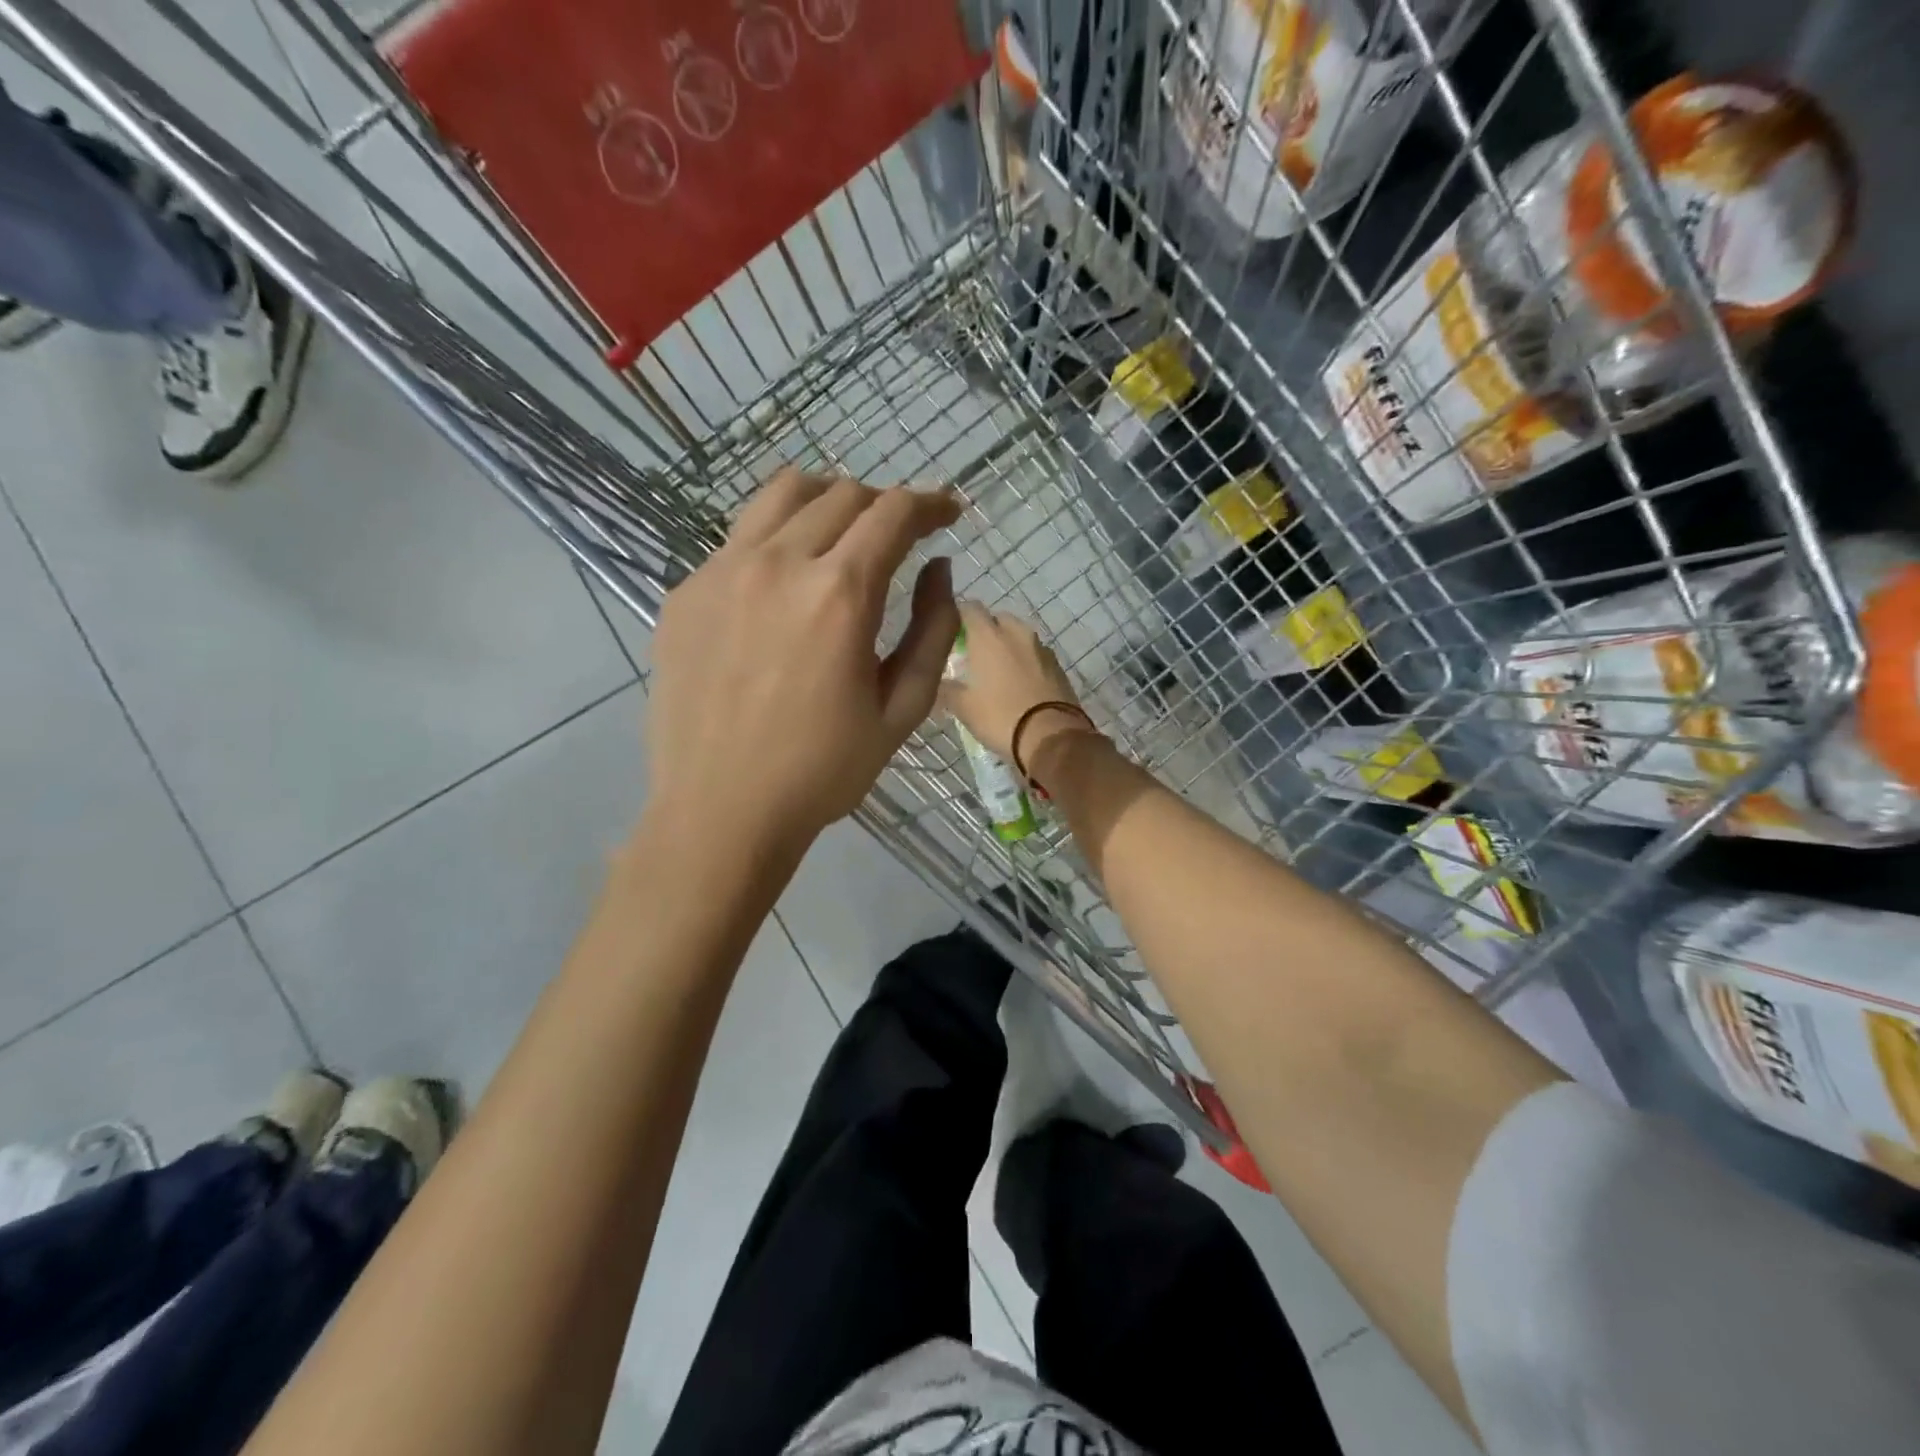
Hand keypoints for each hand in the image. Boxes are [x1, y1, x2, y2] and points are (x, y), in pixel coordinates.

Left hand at [646, 468, 961, 852]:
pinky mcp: (685, 592)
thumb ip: (933, 630)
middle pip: (841, 494)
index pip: (893, 512)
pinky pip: (738, 539)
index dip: (929, 503)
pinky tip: (782, 585)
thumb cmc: (823, 770)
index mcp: (839, 594)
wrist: (720, 810)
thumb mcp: (902, 709)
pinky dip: (775, 540)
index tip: (947, 513)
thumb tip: (939, 569)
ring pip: (781, 495)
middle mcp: (777, 563)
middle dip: (883, 504)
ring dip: (826, 501)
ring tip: (841, 531)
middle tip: (899, 534)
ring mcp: (720, 571)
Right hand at [940, 602, 1097, 769]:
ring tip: (997, 672)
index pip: (969, 608)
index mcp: (989, 636)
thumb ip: (947, 690)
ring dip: (1007, 646)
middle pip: (997, 619)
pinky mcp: (1058, 666)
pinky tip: (1020, 684)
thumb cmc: (1001, 717)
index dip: (958, 617)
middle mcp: (1016, 633)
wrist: (1053, 737)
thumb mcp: (964, 708)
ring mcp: (1041, 648)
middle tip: (974, 656)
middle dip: (985, 631)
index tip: (950, 635)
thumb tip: (938, 683)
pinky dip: (1025, 662)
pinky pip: (1035, 655)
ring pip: (1019, 636)